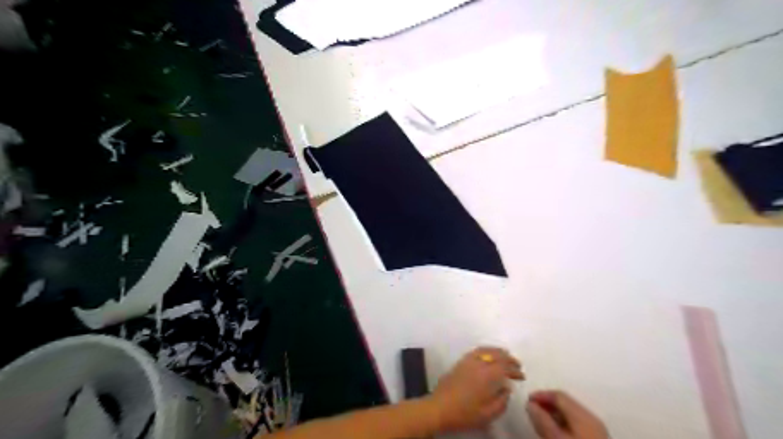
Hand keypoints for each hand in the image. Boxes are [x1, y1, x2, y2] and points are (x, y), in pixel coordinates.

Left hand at [426, 348, 522, 433]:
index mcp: (487, 375)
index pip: (505, 367)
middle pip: (496, 355)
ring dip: (497, 351)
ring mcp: (468, 361)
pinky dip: (486, 350)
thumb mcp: (488, 414)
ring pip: (486, 350)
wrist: (439, 408)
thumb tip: (507, 388)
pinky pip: (476, 351)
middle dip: (508, 358)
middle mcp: (478, 364)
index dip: (515, 370)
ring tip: (505, 355)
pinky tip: (488, 355)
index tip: (522, 376)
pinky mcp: (460, 362)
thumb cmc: (465, 413)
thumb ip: (501, 401)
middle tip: (517, 364)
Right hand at [529, 392, 607, 438]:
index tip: (527, 401)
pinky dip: (562, 425)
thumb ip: (542, 420)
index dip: (541, 395)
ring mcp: (596, 431)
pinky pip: (576, 426)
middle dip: (546, 405)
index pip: (558, 395)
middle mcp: (592, 419)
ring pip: (570, 416)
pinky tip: (554, 434)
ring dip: (554, 416)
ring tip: (540, 424)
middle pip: (565, 404)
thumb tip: (530, 405)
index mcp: (583, 415)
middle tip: (531, 413)